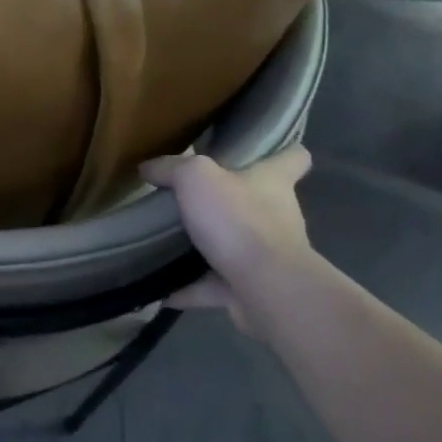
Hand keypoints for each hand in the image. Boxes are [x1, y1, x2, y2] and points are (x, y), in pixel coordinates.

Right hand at [140, 146, 313, 337]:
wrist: (265, 287)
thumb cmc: (238, 220)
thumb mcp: (196, 178)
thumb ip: (171, 169)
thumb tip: (148, 167)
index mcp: (273, 182)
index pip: (293, 158)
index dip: (283, 151)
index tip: (264, 151)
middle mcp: (277, 216)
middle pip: (259, 203)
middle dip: (230, 203)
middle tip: (191, 199)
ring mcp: (266, 257)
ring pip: (235, 247)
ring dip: (207, 248)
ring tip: (168, 245)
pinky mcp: (252, 290)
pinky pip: (214, 286)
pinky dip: (190, 288)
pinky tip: (160, 289)